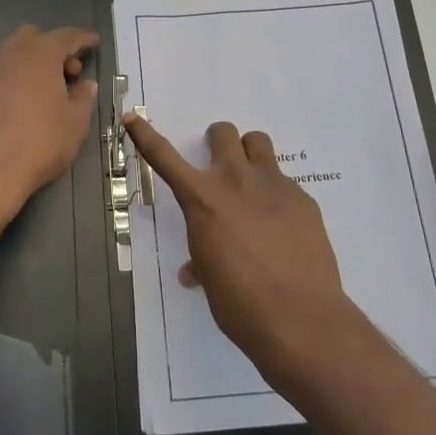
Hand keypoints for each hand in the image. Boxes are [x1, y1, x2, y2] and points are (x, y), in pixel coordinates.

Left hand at [0, 25, 99, 218]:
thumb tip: (86, 86)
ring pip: (15, 54)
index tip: (94, 42)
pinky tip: (27, 103)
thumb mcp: (75, 122)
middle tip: (70, 72)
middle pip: (35, 38)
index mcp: (40, 54)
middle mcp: (12, 54)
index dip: (83, 39)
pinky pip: (2, 74)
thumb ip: (83, 98)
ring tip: (50, 91)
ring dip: (34, 64)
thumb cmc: (41, 142)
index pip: (66, 36)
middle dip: (54, 48)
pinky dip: (18, 79)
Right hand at [123, 116, 363, 390]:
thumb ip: (201, 260)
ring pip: (258, 142)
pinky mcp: (303, 198)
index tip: (132, 117)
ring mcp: (273, 184)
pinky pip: (284, 182)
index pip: (164, 156)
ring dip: (250, 155)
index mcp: (202, 199)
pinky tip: (283, 227)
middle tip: (219, 169)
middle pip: (223, 133)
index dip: (144, 134)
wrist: (299, 317)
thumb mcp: (210, 277)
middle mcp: (235, 180)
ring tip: (253, 185)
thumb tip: (196, 270)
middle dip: (217, 144)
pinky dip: (277, 195)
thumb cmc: (240, 303)